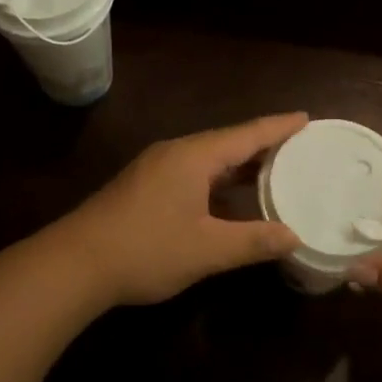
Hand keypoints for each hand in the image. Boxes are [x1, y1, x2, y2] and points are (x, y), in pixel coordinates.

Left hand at [43, 113, 307, 307]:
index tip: (306, 117)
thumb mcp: (207, 249)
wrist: (74, 263)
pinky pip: (193, 172)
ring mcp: (156, 168)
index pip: (247, 134)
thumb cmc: (146, 249)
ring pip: (208, 158)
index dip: (279, 127)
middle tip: (298, 146)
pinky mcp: (144, 186)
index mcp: (194, 156)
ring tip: (273, 169)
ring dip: (239, 164)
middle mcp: (175, 152)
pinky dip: (218, 178)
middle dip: (263, 143)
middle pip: (228, 141)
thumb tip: (295, 236)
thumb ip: (253, 241)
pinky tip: (229, 197)